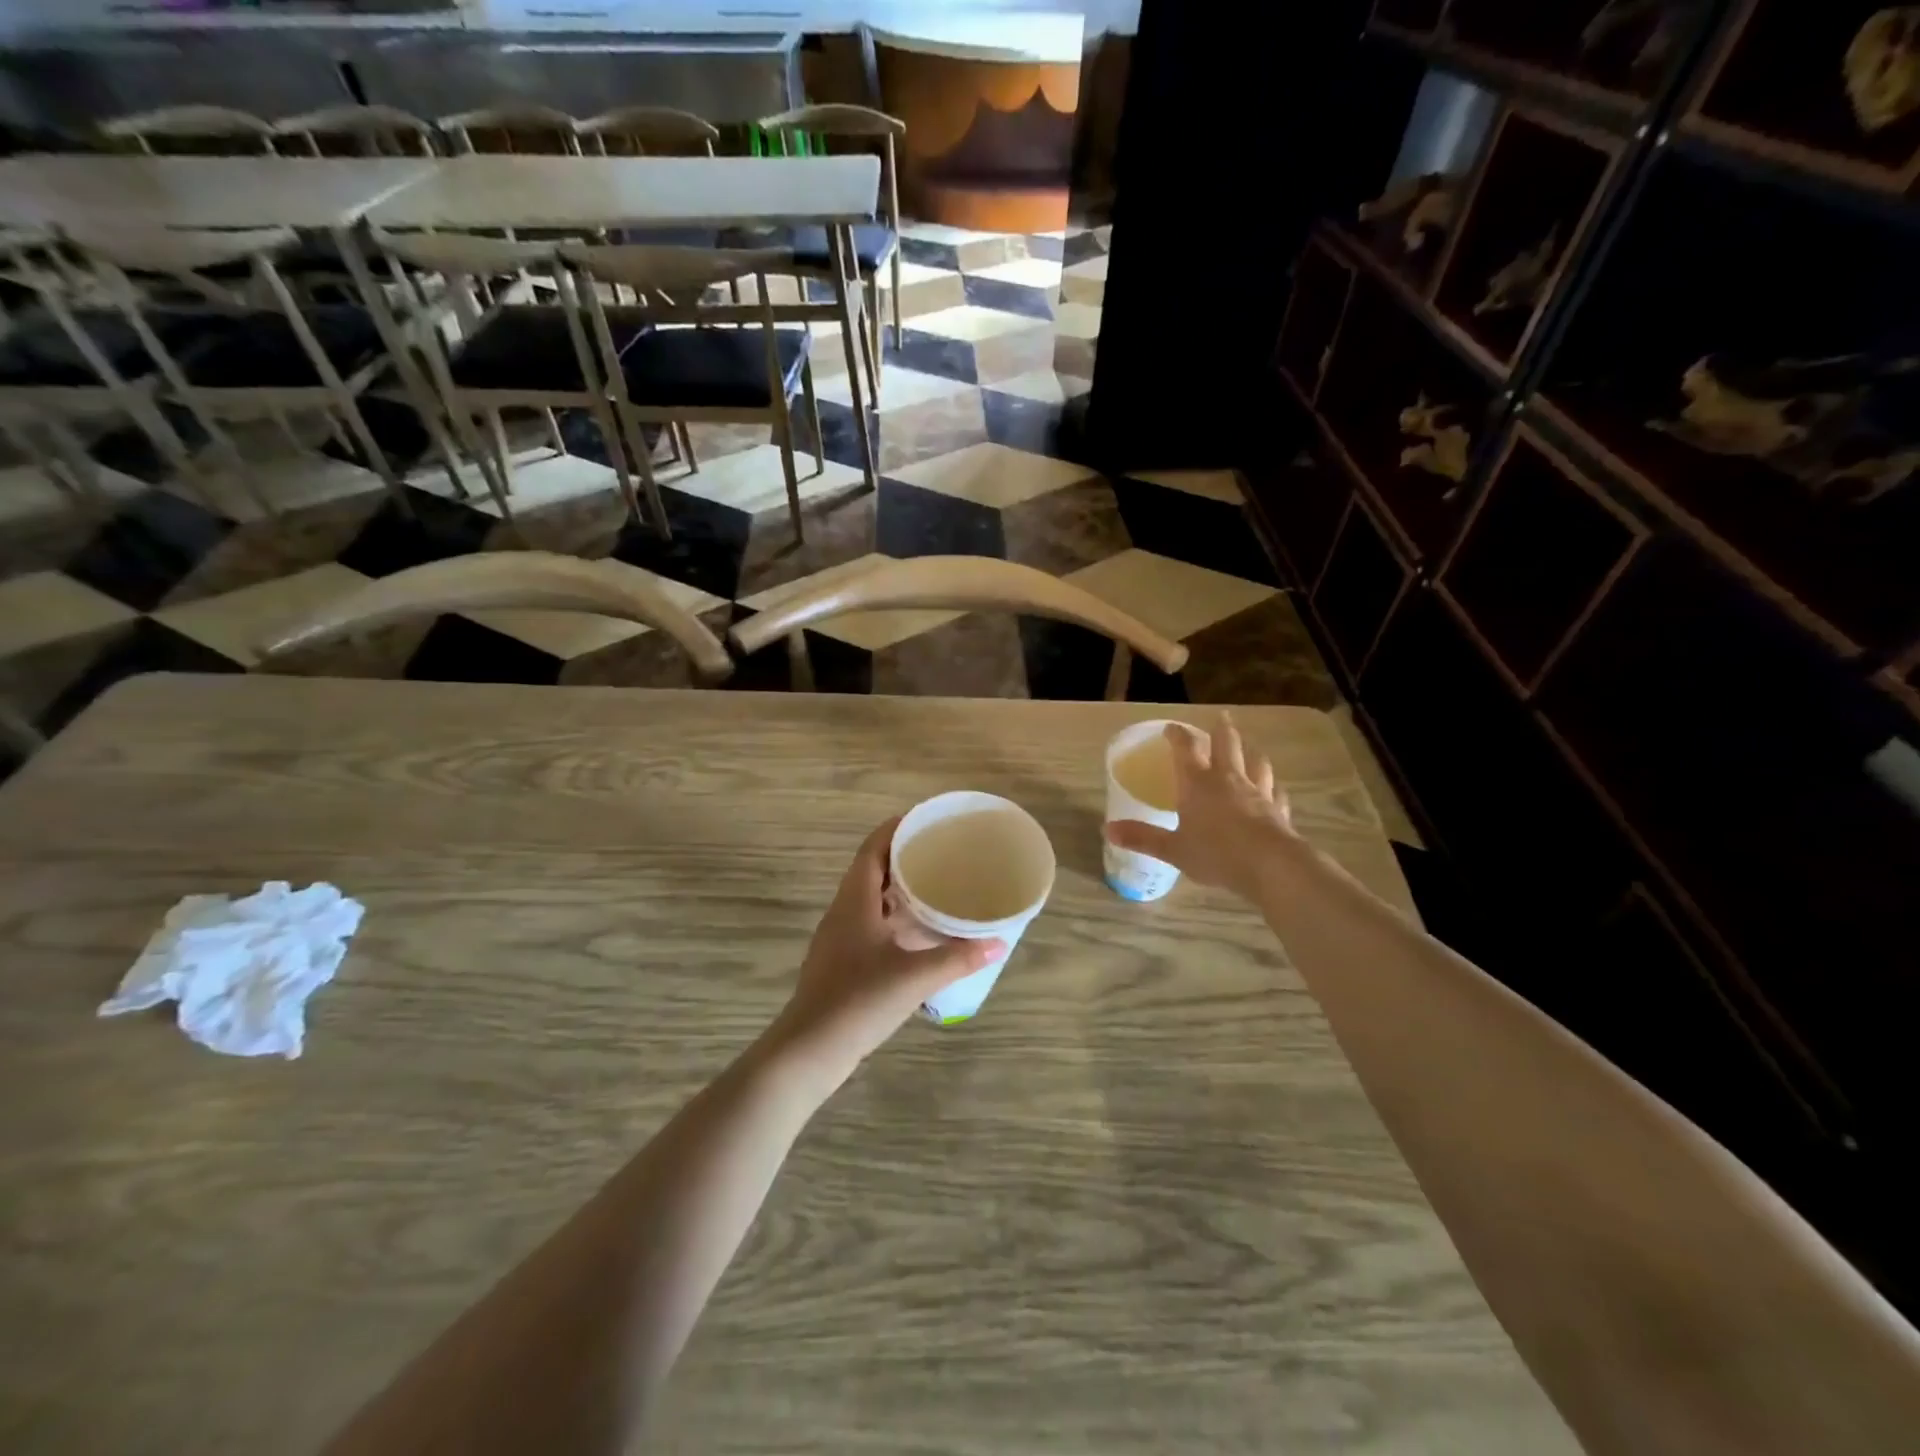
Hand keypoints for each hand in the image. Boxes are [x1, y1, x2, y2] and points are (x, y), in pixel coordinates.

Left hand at [773, 818, 1003, 1082]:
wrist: (809, 1049)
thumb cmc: (858, 1000)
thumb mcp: (914, 977)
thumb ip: (957, 958)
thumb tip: (998, 943)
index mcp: (854, 901)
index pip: (872, 849)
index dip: (895, 829)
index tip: (925, 821)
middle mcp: (843, 912)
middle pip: (872, 871)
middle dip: (903, 858)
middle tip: (940, 854)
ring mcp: (839, 938)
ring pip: (871, 900)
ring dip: (899, 891)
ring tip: (936, 888)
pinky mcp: (841, 962)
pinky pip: (870, 926)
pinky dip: (894, 920)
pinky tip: (919, 935)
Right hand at [1105, 713, 1302, 904]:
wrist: (1270, 866)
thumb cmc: (1215, 853)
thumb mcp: (1173, 849)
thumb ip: (1142, 838)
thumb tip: (1107, 830)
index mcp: (1198, 783)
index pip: (1186, 748)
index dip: (1178, 735)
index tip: (1171, 728)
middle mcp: (1228, 779)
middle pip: (1227, 744)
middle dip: (1222, 729)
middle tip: (1222, 717)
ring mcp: (1258, 792)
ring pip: (1256, 762)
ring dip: (1250, 752)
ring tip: (1249, 748)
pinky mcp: (1278, 809)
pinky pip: (1275, 792)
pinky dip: (1272, 787)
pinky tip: (1273, 789)